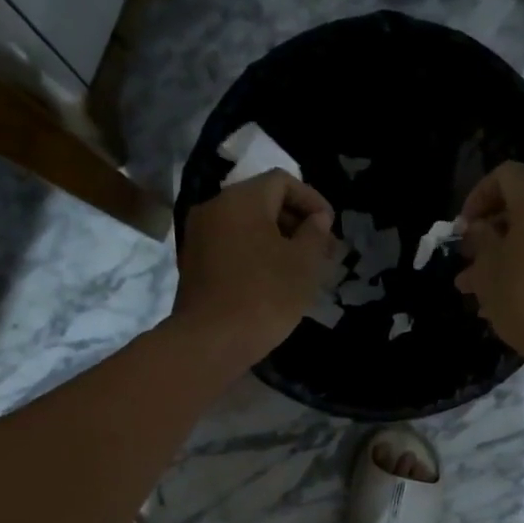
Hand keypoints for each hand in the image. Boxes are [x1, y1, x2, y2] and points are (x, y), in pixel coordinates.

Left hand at [173, 170, 337, 361]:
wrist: (211, 341)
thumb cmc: (265, 296)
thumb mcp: (304, 264)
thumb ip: (315, 234)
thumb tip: (317, 219)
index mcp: (241, 199)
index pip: (282, 181)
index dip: (312, 200)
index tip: (330, 227)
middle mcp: (214, 208)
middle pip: (262, 202)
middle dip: (295, 222)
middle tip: (321, 250)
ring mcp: (198, 236)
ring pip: (246, 226)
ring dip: (276, 240)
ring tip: (300, 268)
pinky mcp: (193, 264)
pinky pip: (231, 246)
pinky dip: (255, 254)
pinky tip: (273, 280)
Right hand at [454, 162, 523, 367]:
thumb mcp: (488, 269)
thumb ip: (480, 240)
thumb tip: (479, 228)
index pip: (504, 176)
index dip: (478, 198)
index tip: (462, 229)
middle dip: (492, 229)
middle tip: (469, 258)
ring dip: (508, 251)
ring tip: (479, 285)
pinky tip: (507, 295)